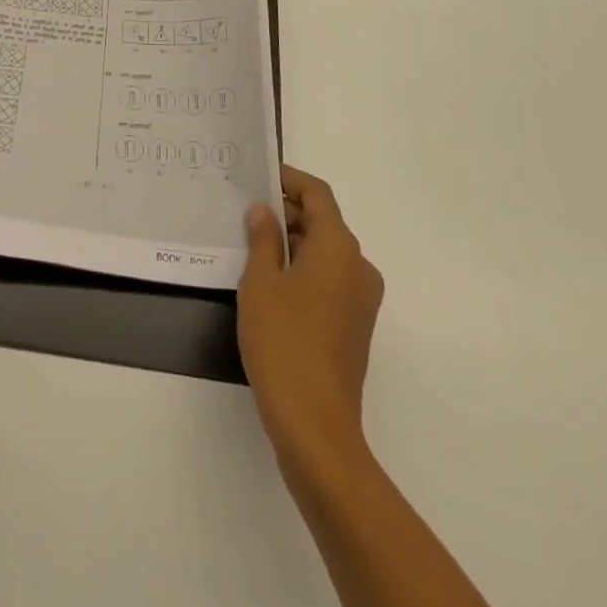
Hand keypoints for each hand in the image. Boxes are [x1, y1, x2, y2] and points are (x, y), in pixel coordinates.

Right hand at [238, 166, 384, 456]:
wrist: (316, 427)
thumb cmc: (284, 342)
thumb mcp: (260, 282)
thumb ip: (263, 239)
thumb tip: (264, 211)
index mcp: (339, 247)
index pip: (317, 194)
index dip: (289, 180)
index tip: (258, 178)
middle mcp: (358, 266)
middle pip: (323, 222)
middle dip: (286, 213)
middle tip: (245, 214)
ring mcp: (361, 300)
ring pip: (325, 253)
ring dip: (292, 243)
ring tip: (251, 248)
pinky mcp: (355, 327)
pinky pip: (329, 281)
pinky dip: (303, 271)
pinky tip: (269, 285)